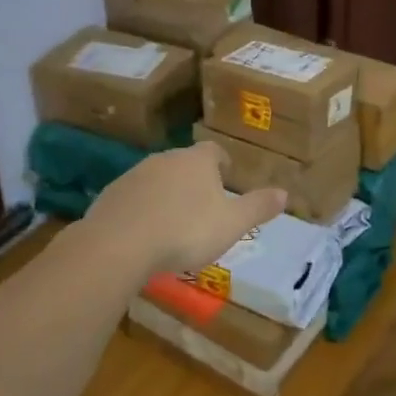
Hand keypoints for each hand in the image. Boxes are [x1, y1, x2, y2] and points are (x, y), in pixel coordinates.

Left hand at [78, 142, 285, 280]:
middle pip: (184, 163)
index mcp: (197, 161)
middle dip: (195, 181)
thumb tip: (285, 192)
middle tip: (204, 207)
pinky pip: (134, 199)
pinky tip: (145, 235)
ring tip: (174, 224)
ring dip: (167, 195)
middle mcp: (165, 159)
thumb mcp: (231, 223)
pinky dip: (143, 210)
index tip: (227, 178)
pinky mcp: (111, 195)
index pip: (214, 151)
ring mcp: (134, 175)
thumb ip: (258, 207)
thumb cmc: (185, 231)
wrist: (119, 244)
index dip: (222, 164)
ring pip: (158, 180)